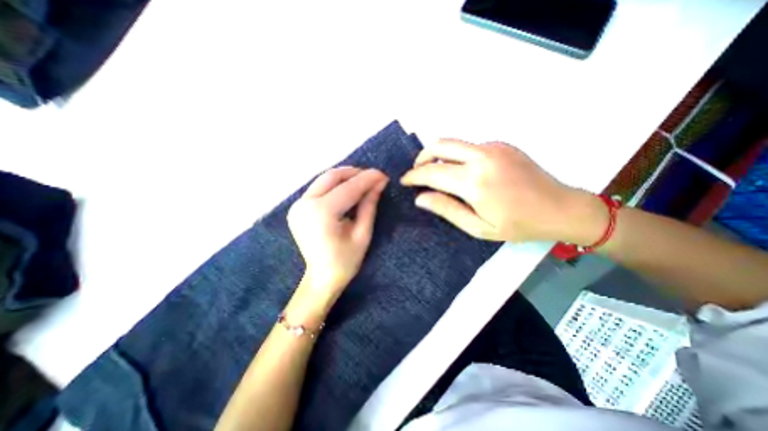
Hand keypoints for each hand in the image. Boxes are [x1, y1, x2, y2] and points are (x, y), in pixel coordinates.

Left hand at [286, 166, 386, 295]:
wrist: (322, 278)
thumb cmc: (346, 260)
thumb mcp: (363, 234)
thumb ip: (369, 205)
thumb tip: (379, 183)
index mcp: (321, 213)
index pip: (348, 188)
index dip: (367, 179)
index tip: (383, 175)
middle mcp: (304, 204)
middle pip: (331, 176)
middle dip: (354, 173)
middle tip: (373, 177)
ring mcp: (297, 205)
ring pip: (324, 179)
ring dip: (345, 178)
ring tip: (363, 182)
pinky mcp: (297, 208)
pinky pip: (318, 188)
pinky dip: (335, 186)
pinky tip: (347, 190)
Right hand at [400, 140, 608, 243]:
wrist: (561, 208)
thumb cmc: (518, 225)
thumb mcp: (478, 227)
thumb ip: (447, 209)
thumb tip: (420, 198)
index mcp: (474, 181)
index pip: (432, 172)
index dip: (413, 176)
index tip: (404, 181)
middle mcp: (481, 157)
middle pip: (439, 145)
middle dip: (421, 158)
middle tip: (416, 172)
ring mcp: (493, 147)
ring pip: (454, 143)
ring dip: (438, 155)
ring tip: (435, 172)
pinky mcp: (502, 144)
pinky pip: (470, 146)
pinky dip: (457, 156)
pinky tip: (463, 172)